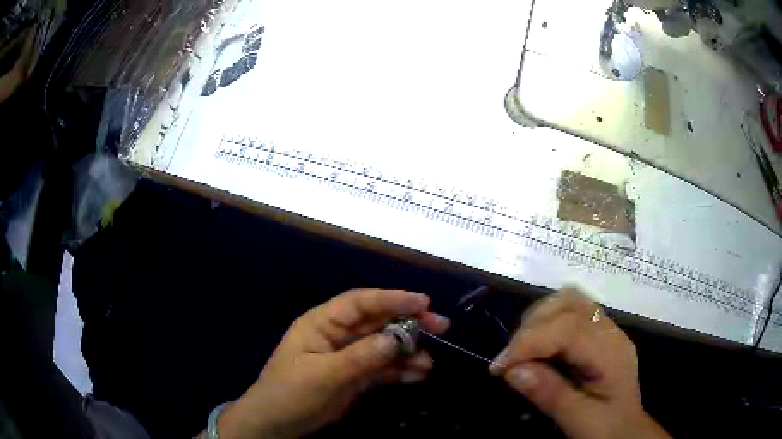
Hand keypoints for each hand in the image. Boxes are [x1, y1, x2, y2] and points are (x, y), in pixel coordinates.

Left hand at [214, 289, 449, 438]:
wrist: (276, 424)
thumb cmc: (290, 393)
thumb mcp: (322, 375)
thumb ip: (359, 357)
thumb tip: (396, 339)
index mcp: (323, 323)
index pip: (360, 302)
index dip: (392, 298)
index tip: (423, 302)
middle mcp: (339, 336)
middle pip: (378, 322)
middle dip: (409, 323)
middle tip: (441, 326)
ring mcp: (349, 358)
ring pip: (384, 347)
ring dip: (409, 352)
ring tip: (429, 363)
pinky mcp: (355, 378)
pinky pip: (383, 370)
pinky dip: (401, 371)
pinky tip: (419, 375)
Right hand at [490, 289, 669, 438]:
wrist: (627, 430)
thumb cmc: (608, 428)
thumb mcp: (580, 421)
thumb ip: (551, 395)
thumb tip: (513, 370)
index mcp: (612, 353)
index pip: (569, 329)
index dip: (530, 342)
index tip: (499, 368)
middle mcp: (610, 332)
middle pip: (570, 302)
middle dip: (531, 327)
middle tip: (509, 361)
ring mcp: (605, 329)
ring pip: (569, 300)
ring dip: (538, 319)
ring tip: (521, 351)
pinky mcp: (597, 334)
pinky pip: (569, 311)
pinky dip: (546, 322)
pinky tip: (537, 346)